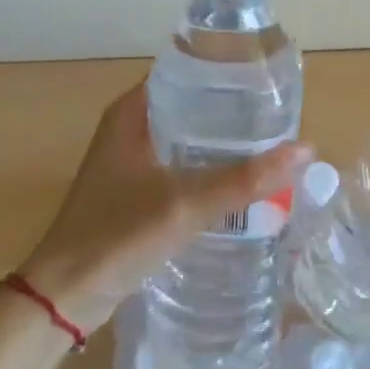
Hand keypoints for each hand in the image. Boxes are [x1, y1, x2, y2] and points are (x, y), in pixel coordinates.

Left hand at [18, 83, 312, 333]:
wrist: (63, 297)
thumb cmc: (116, 237)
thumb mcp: (185, 205)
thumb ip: (244, 180)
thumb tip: (306, 149)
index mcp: (132, 112)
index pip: (186, 71)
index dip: (226, 71)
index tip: (267, 78)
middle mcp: (130, 127)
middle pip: (192, 104)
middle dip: (233, 109)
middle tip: (278, 114)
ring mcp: (132, 160)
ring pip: (188, 136)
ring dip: (222, 140)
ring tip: (269, 142)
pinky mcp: (136, 190)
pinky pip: (182, 164)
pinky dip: (209, 166)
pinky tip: (241, 180)